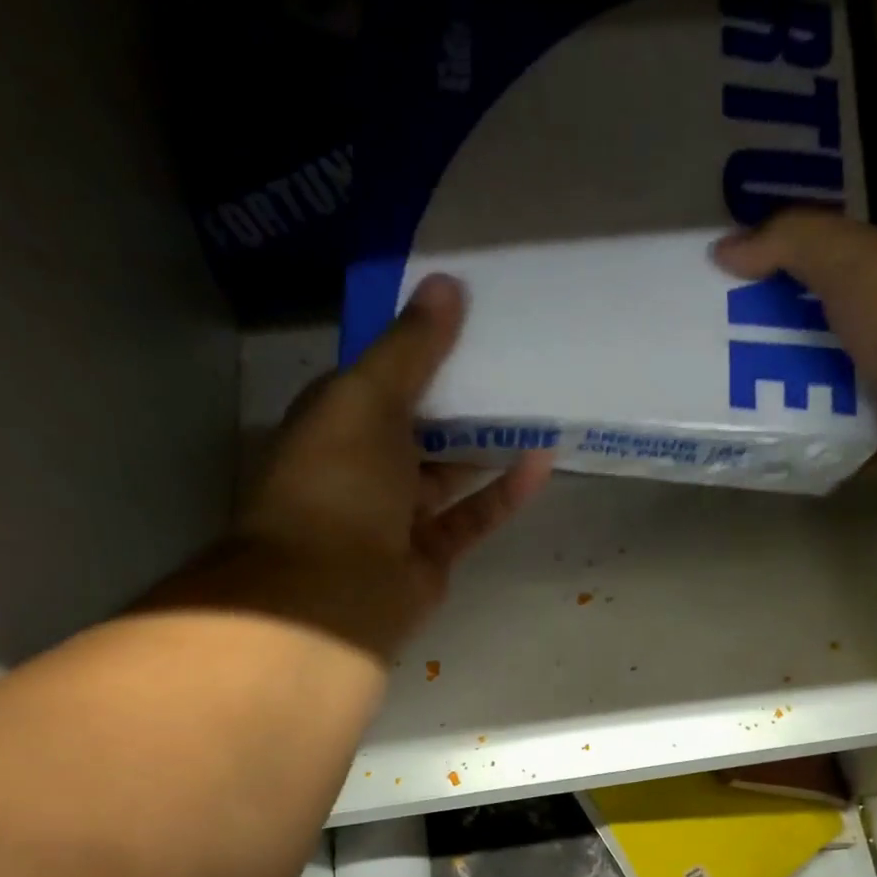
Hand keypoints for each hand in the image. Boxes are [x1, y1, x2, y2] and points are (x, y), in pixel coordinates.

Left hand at [154, 274, 551, 658]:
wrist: (335, 592)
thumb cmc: (339, 481)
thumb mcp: (368, 397)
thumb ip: (411, 347)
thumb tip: (448, 283)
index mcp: (334, 423)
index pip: (378, 375)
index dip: (417, 346)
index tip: (464, 315)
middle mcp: (363, 467)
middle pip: (419, 424)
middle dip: (460, 395)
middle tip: (512, 359)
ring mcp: (398, 515)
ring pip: (449, 471)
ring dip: (487, 442)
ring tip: (535, 405)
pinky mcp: (432, 554)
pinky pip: (473, 515)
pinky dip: (505, 491)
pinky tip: (542, 459)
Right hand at [714, 211, 876, 490]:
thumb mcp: (850, 257)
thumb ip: (790, 242)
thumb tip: (722, 249)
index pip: (826, 273)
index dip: (778, 278)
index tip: (726, 292)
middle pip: (817, 338)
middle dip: (769, 347)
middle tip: (711, 359)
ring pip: (822, 396)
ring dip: (781, 402)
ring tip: (723, 409)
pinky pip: (832, 446)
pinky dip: (804, 449)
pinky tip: (761, 450)